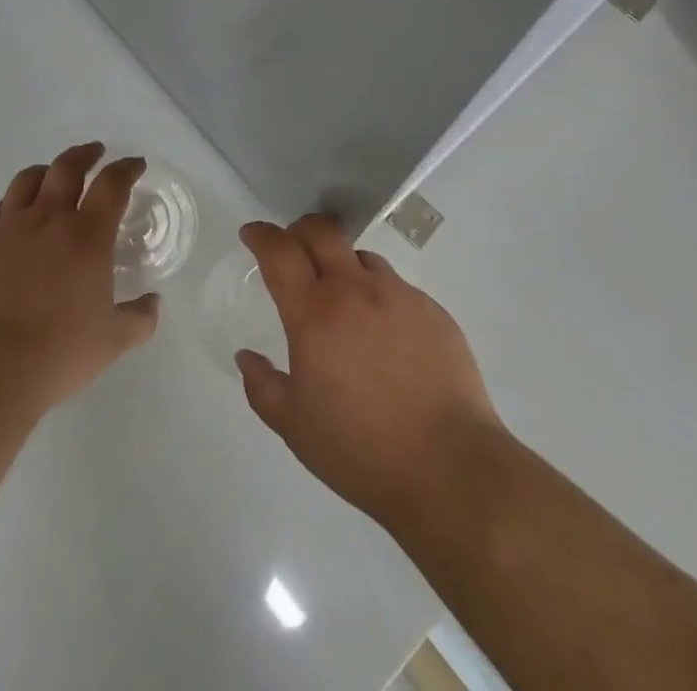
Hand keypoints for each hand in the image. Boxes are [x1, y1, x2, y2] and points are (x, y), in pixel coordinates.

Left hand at [0, 143, 160, 415]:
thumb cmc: (56, 354)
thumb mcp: (112, 342)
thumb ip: (139, 319)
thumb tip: (153, 304)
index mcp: (87, 235)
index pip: (112, 184)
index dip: (126, 169)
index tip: (135, 165)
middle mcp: (48, 220)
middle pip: (67, 167)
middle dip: (85, 154)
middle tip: (95, 153)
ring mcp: (7, 229)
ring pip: (27, 180)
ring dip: (46, 171)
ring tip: (52, 176)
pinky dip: (10, 205)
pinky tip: (12, 217)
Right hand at [236, 214, 500, 529]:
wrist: (449, 467)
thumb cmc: (360, 450)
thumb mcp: (295, 428)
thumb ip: (263, 387)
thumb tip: (247, 357)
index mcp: (314, 313)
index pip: (280, 252)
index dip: (261, 235)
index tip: (252, 234)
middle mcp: (355, 289)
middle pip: (322, 231)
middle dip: (300, 229)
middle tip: (292, 248)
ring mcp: (398, 295)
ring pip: (361, 257)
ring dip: (342, 265)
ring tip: (343, 301)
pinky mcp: (432, 309)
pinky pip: (396, 287)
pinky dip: (378, 297)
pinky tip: (384, 337)